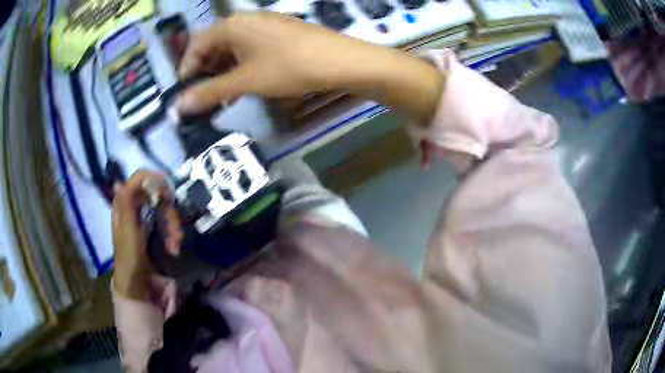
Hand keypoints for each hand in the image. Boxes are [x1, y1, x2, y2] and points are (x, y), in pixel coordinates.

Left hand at [112, 171, 182, 299]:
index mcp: (124, 207)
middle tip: (175, 226)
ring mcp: (146, 221)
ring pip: (165, 210)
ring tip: (176, 244)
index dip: (152, 180)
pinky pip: (168, 224)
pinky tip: (175, 248)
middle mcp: (135, 210)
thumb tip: (119, 180)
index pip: (138, 181)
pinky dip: (174, 234)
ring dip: (174, 225)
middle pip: (156, 194)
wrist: (139, 289)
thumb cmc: (130, 261)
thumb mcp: (127, 233)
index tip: (167, 192)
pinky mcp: (156, 234)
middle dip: (168, 209)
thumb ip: (125, 206)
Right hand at [177, 12, 442, 122]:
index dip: (188, 68)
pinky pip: (251, 48)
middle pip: (214, 44)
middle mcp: (246, 19)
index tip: (186, 92)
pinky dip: (242, 65)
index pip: (197, 44)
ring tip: (224, 95)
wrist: (340, 61)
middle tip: (204, 96)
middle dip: (206, 71)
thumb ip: (209, 92)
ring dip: (224, 70)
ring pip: (233, 47)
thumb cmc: (288, 67)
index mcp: (232, 25)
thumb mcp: (245, 81)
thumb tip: (178, 107)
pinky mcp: (280, 33)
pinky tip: (246, 82)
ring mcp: (265, 25)